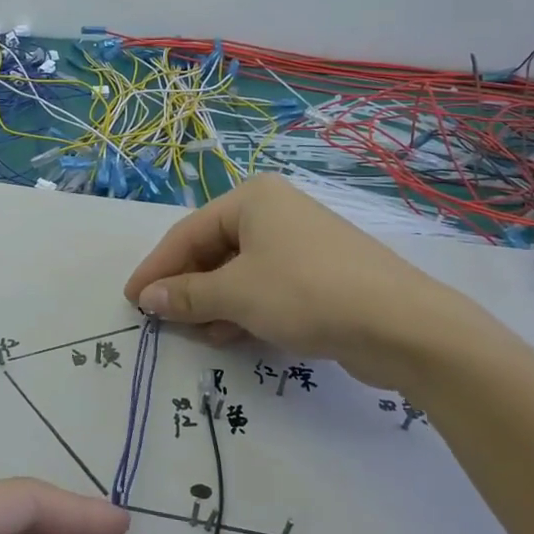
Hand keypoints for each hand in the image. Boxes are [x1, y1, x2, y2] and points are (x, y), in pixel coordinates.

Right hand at [123, 174, 496, 400]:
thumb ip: (185, 295)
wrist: (401, 325)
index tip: (132, 299)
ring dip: (214, 304)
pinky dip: (245, 309)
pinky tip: (233, 335)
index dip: (157, 268)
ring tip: (199, 334)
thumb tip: (147, 298)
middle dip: (188, 289)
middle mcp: (275, 211)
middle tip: (164, 322)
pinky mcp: (319, 273)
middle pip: (213, 251)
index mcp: (252, 199)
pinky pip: (266, 286)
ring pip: (239, 272)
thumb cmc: (305, 293)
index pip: (188, 233)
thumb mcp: (236, 295)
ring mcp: (300, 242)